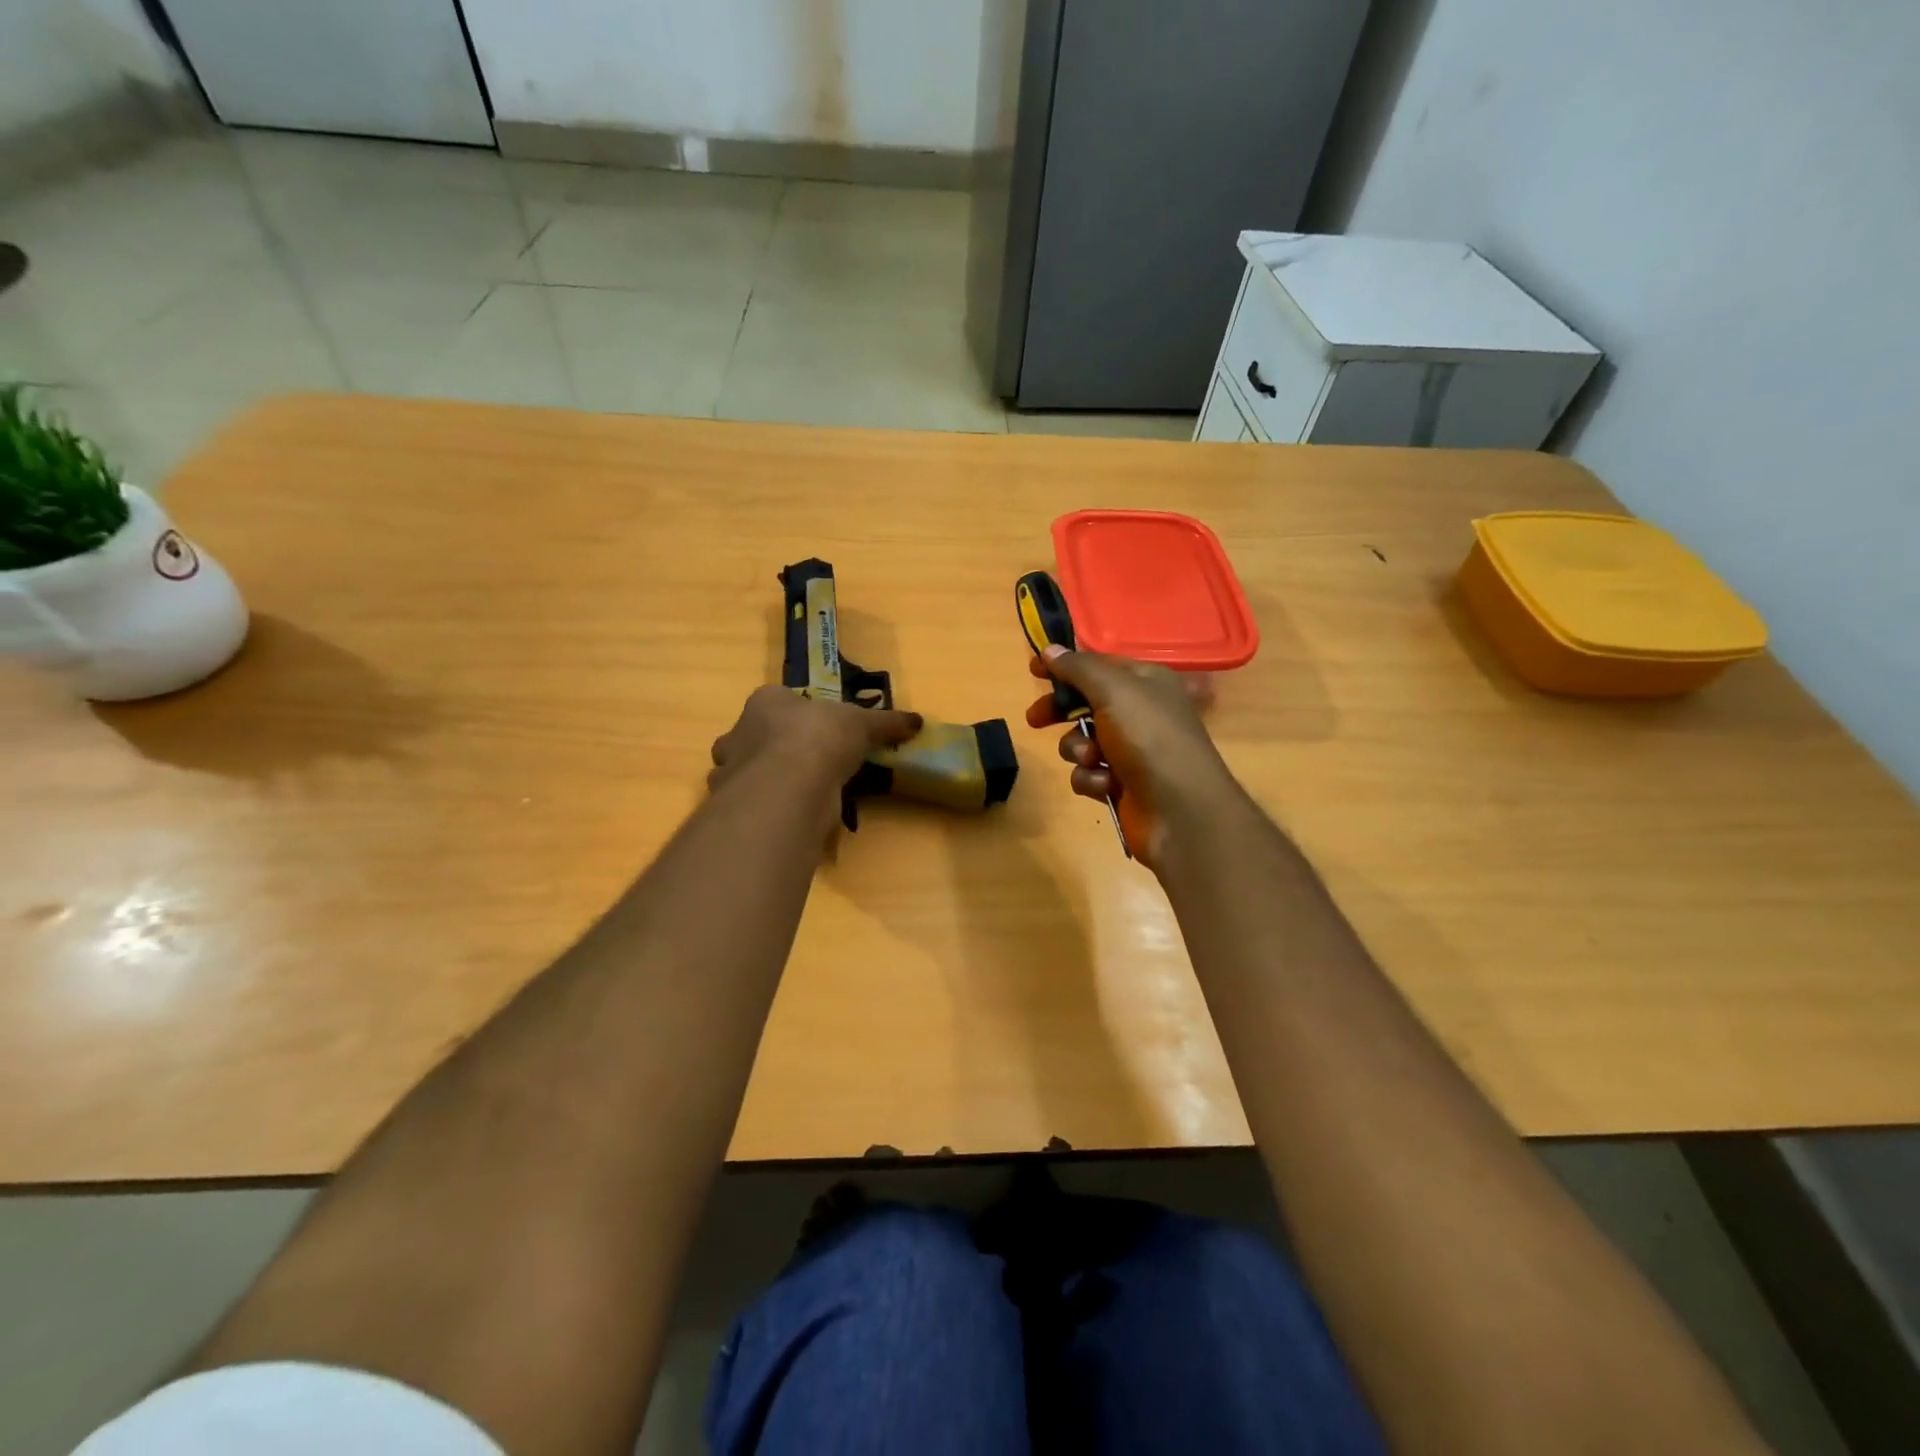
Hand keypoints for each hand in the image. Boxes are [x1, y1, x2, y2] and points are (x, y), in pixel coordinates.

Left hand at [710, 685, 921, 830]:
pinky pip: (755, 804)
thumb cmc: (820, 737)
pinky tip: (792, 814)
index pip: (775, 701)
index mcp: (765, 702)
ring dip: (769, 780)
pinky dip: (771, 808)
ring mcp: (732, 771)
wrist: (790, 785)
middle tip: (808, 763)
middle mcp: (740, 732)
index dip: (796, 714)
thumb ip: (886, 723)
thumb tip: (917, 721)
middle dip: (776, 748)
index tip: (818, 729)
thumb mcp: (862, 723)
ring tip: (802, 792)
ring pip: (750, 773)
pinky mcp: (737, 806)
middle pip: (756, 737)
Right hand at [1026, 647, 1237, 865]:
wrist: (1181, 811)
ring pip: (1082, 742)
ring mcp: (1132, 751)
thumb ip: (1078, 669)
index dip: (1065, 666)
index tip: (1033, 670)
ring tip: (1093, 759)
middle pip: (1086, 703)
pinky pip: (1089, 774)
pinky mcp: (1122, 785)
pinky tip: (1106, 786)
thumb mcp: (1113, 691)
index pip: (1098, 665)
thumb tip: (1050, 650)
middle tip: (1036, 720)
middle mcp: (1140, 713)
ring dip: (1078, 750)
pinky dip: (1092, 779)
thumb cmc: (1149, 739)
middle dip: (1061, 712)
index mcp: (1146, 682)